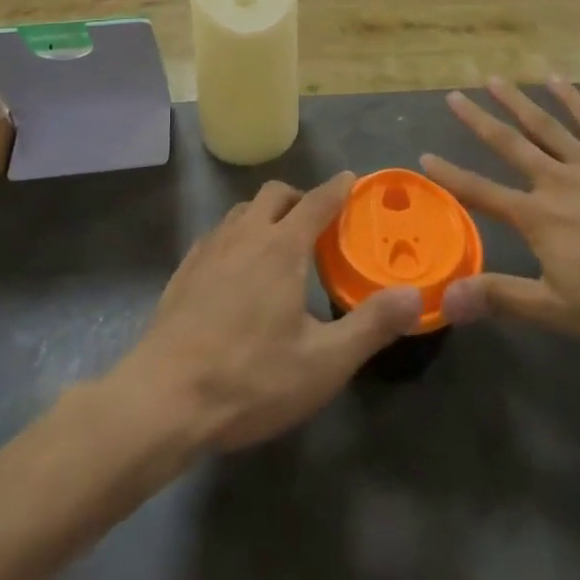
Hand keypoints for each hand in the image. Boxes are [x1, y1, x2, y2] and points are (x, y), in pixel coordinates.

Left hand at [110, 175, 421, 452]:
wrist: (163, 399)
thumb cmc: (250, 378)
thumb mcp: (323, 363)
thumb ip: (371, 325)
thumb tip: (415, 296)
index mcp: (282, 246)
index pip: (318, 201)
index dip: (338, 188)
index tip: (352, 180)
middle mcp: (245, 234)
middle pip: (275, 194)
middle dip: (300, 197)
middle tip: (317, 222)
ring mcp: (209, 249)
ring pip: (242, 210)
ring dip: (266, 214)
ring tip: (279, 243)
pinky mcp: (184, 270)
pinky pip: (217, 234)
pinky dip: (237, 236)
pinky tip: (237, 269)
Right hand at [424, 78, 579, 348]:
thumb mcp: (562, 310)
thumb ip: (503, 298)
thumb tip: (446, 297)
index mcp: (538, 218)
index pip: (483, 192)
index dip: (452, 175)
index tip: (425, 155)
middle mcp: (557, 181)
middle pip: (509, 145)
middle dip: (478, 121)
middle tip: (453, 96)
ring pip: (546, 125)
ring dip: (517, 101)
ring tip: (494, 79)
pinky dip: (572, 100)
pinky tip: (556, 82)